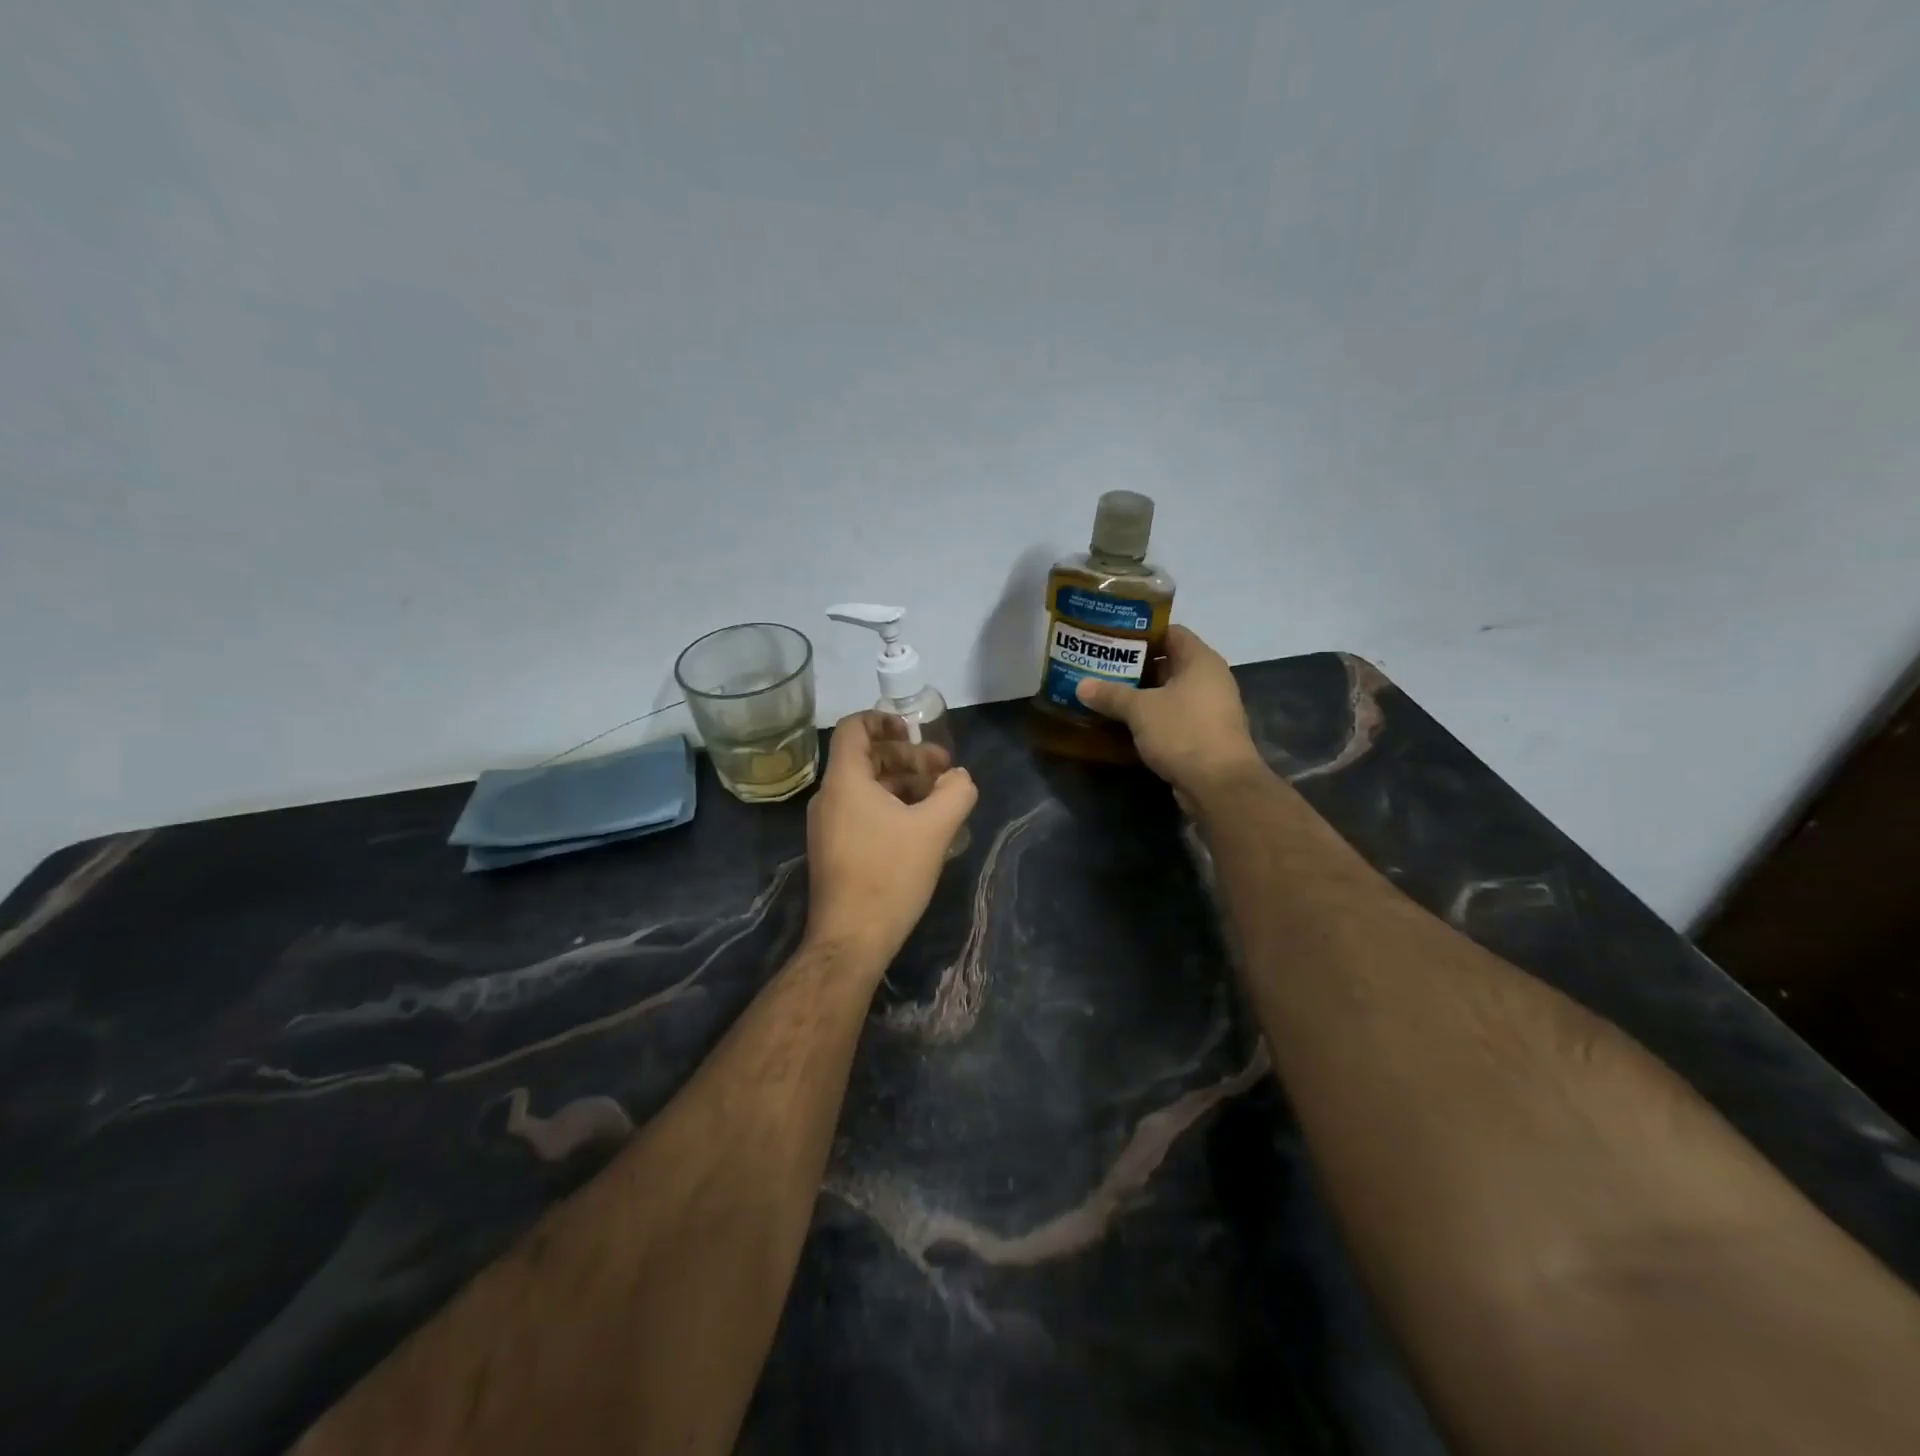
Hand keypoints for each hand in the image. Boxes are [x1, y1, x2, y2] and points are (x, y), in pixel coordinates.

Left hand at [805, 711, 977, 963]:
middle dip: (908, 758)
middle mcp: (829, 797)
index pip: (854, 728)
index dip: (884, 720)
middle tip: (945, 772)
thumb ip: (955, 792)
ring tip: (940, 801)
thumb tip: (960, 778)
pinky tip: (920, 829)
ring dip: (903, 784)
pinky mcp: (834, 850)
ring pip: (867, 788)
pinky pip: (862, 812)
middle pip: (867, 758)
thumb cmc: (889, 876)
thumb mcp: (934, 829)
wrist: (850, 940)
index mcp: (845, 781)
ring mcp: (828, 826)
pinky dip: (891, 808)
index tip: (915, 732)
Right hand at [1074, 625, 1267, 810]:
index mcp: (1200, 661)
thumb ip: (1111, 694)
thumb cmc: (1183, 732)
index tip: (1111, 639)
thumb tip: (1081, 685)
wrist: (1219, 785)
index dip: (1141, 632)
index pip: (1170, 632)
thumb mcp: (1140, 710)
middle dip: (1134, 666)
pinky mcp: (1204, 735)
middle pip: (1168, 663)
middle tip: (1100, 667)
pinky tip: (1123, 723)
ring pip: (1168, 693)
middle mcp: (1209, 679)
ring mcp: (1209, 709)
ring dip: (1140, 695)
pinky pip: (1172, 717)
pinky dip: (1150, 718)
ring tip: (1105, 693)